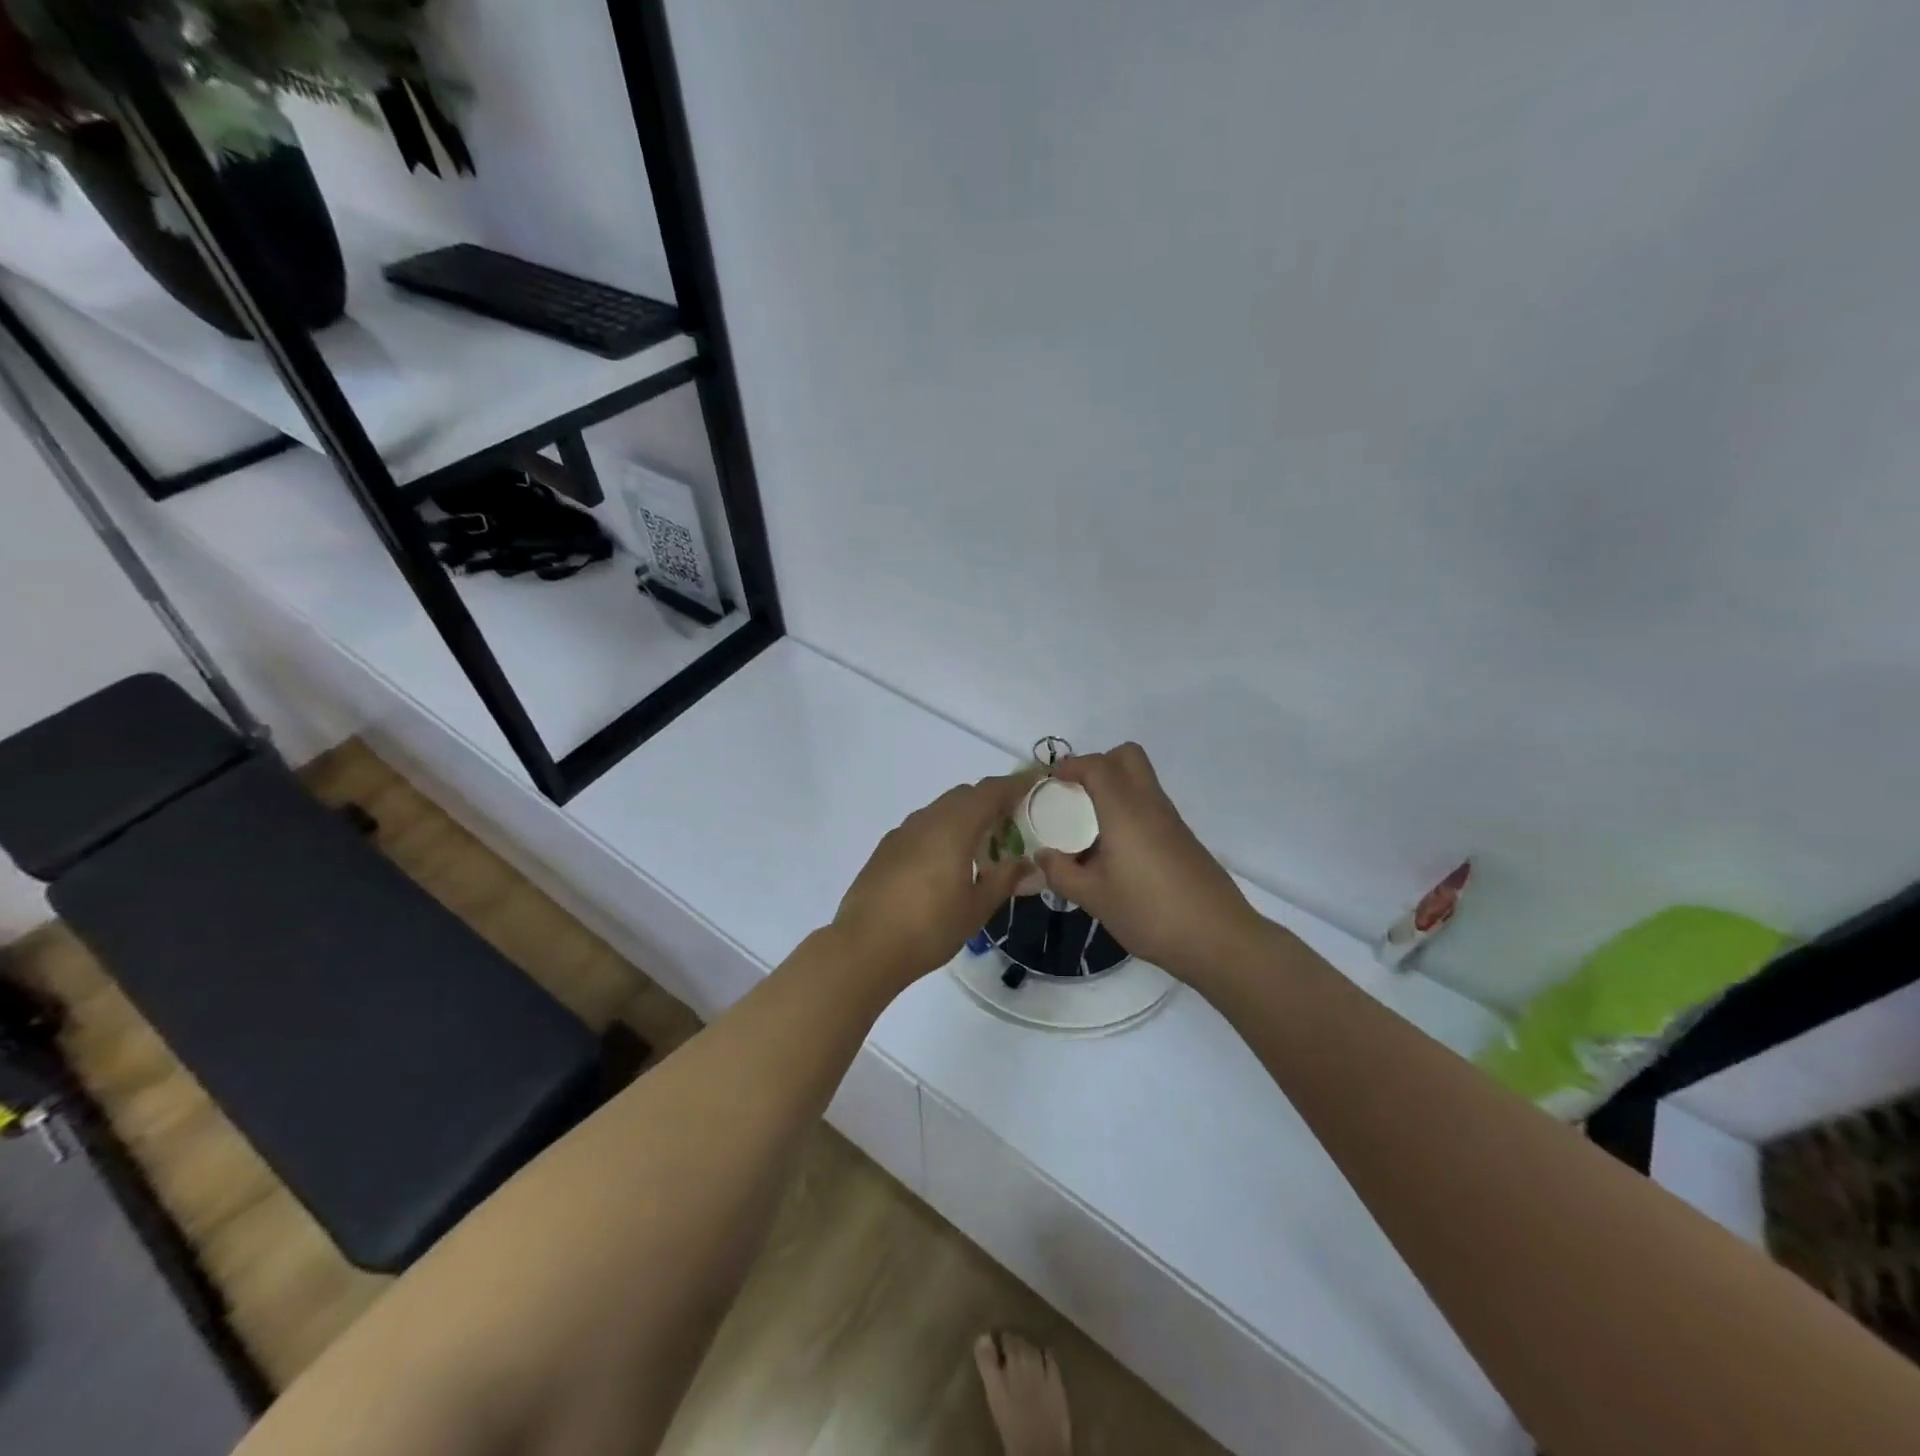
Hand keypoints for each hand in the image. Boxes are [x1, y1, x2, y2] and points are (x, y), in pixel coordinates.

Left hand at [833, 771, 1036, 992]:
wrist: (864, 947)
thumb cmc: (928, 927)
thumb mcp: (976, 907)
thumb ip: (1004, 879)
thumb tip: (1027, 863)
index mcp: (953, 826)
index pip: (990, 791)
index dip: (1015, 785)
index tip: (1035, 785)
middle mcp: (926, 819)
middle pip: (964, 796)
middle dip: (990, 802)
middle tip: (1013, 824)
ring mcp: (901, 832)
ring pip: (940, 810)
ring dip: (964, 818)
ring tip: (981, 848)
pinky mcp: (885, 849)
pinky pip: (922, 828)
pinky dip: (942, 832)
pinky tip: (946, 864)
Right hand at [1034, 743, 1267, 982]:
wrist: (1218, 939)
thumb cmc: (1150, 913)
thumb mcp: (1094, 898)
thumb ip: (1062, 873)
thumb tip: (1043, 856)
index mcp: (1125, 810)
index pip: (1097, 765)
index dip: (1070, 766)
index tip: (1049, 783)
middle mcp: (1150, 804)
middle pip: (1127, 756)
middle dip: (1097, 764)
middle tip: (1074, 794)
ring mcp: (1171, 820)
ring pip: (1140, 780)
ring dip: (1113, 788)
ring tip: (1087, 826)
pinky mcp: (1182, 838)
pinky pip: (1150, 806)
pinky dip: (1128, 811)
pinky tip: (1114, 851)